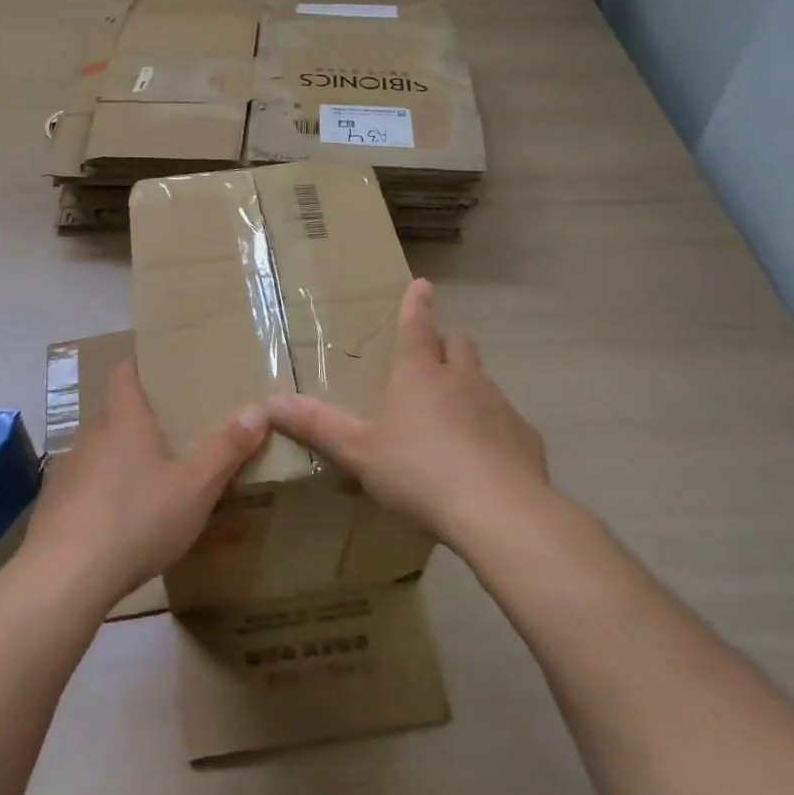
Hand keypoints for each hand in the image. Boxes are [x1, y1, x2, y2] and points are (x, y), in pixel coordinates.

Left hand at [22, 359, 267, 608]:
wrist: (64, 577)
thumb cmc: (136, 518)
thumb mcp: (195, 487)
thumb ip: (226, 448)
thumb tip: (260, 409)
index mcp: (124, 420)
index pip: (124, 372)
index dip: (140, 364)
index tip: (161, 366)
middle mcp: (91, 436)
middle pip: (114, 413)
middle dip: (140, 417)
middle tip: (174, 429)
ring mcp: (67, 472)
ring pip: (99, 452)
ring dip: (121, 458)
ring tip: (151, 476)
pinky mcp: (54, 507)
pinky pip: (84, 488)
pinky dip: (102, 493)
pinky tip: (120, 521)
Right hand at [266, 278, 550, 549]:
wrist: (499, 510)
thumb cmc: (419, 471)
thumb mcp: (359, 452)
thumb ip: (318, 426)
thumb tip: (270, 402)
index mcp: (420, 374)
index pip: (416, 326)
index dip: (416, 304)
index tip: (422, 284)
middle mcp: (462, 379)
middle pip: (458, 344)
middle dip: (445, 341)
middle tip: (434, 352)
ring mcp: (498, 405)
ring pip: (482, 380)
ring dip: (468, 384)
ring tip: (453, 412)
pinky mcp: (523, 437)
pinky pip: (505, 420)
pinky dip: (491, 425)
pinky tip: (483, 456)